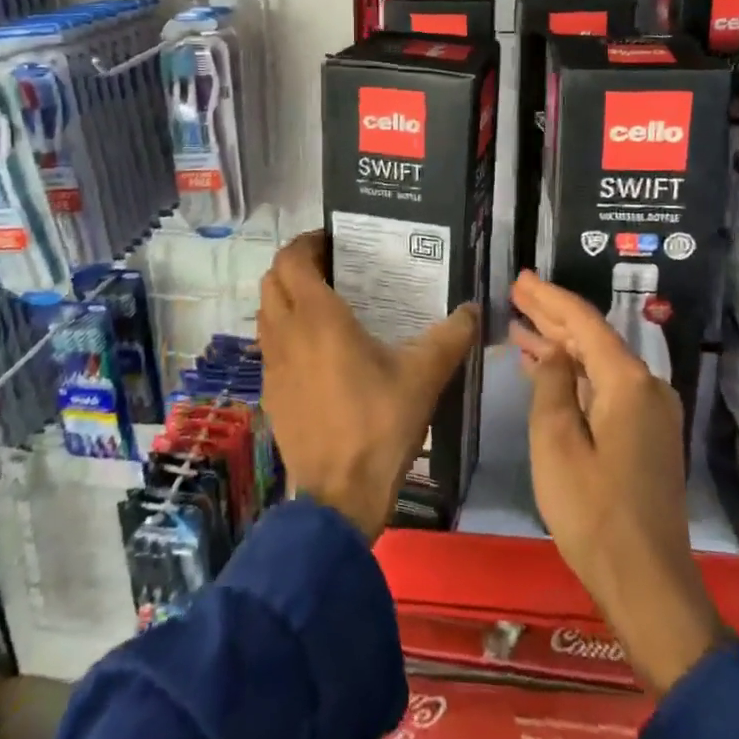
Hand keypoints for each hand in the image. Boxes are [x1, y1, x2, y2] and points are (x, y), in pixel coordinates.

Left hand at [258, 231, 479, 541]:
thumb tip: (473, 308)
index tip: (333, 242)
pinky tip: (317, 353)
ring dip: (286, 299)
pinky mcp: (270, 393)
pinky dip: (285, 333)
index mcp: (317, 318)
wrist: (339, 495)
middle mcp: (286, 333)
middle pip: (272, 280)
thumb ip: (451, 336)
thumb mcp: (424, 376)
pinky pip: (269, 346)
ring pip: (266, 313)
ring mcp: (271, 365)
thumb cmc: (379, 424)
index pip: (291, 259)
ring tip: (324, 306)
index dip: (307, 242)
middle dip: (296, 267)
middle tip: (332, 270)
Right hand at [511, 270, 724, 695]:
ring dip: (560, 345)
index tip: (520, 277)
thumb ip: (552, 386)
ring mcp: (651, 413)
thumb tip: (552, 353)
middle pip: (593, 338)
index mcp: (627, 383)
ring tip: (521, 324)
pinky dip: (574, 375)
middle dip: (553, 315)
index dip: (548, 298)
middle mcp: (647, 388)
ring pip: (598, 364)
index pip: (583, 322)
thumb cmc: (593, 513)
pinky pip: (605, 388)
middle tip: (517, 292)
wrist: (648, 584)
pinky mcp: (647, 437)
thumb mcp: (556, 443)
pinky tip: (547, 369)